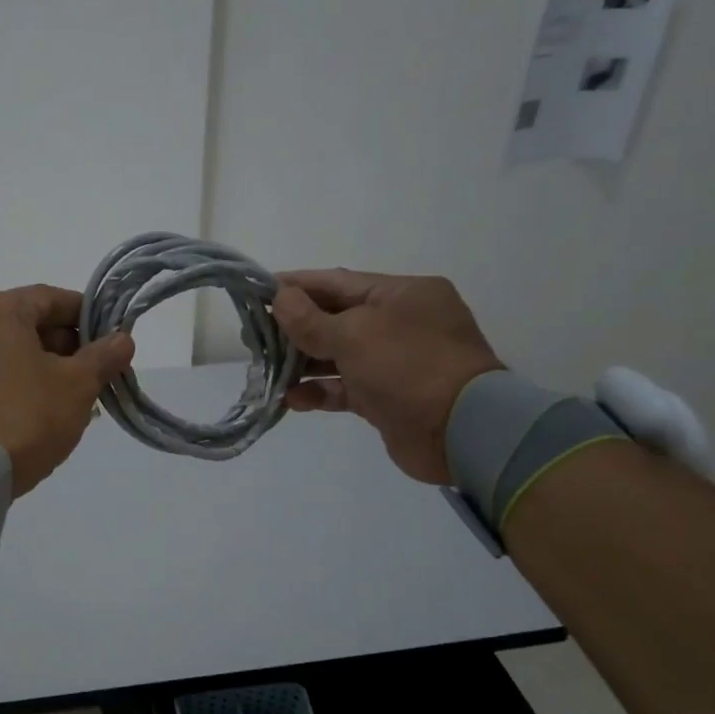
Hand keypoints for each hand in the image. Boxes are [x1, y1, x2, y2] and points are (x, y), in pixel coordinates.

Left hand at [0, 285, 135, 496]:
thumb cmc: (28, 414)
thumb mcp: (77, 385)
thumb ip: (103, 356)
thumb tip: (122, 339)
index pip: (52, 299)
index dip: (87, 317)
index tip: (112, 340)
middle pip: (29, 324)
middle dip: (67, 347)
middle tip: (97, 374)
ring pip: (11, 351)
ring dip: (45, 367)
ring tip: (75, 396)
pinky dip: (19, 382)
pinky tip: (44, 407)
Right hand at [271, 270, 502, 483]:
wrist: (461, 432)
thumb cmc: (408, 367)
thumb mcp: (354, 334)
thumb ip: (311, 319)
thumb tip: (280, 297)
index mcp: (401, 294)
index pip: (338, 281)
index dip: (296, 286)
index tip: (259, 291)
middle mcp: (400, 323)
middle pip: (336, 318)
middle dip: (294, 327)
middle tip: (254, 335)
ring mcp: (395, 362)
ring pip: (337, 355)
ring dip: (302, 363)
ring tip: (266, 369)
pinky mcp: (387, 398)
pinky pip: (345, 388)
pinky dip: (319, 391)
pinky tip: (292, 399)